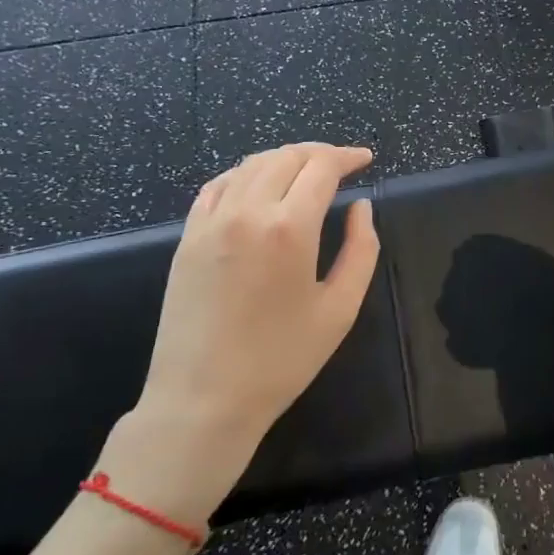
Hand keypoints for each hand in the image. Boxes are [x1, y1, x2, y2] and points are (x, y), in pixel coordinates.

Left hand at [102, 143, 380, 523]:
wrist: (202, 401)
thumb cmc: (280, 361)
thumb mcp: (339, 310)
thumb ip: (361, 250)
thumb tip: (362, 207)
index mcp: (289, 228)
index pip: (322, 167)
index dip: (347, 156)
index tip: (365, 159)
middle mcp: (248, 211)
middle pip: (288, 156)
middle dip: (320, 153)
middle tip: (341, 165)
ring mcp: (212, 221)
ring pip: (252, 164)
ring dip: (284, 158)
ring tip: (306, 170)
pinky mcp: (188, 236)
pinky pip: (218, 185)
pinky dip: (245, 173)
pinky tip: (258, 184)